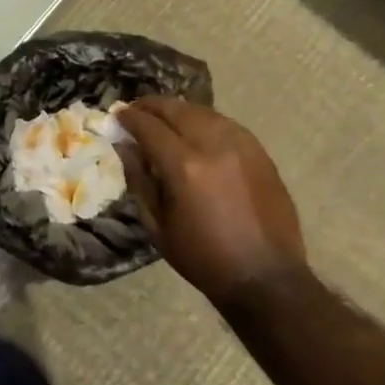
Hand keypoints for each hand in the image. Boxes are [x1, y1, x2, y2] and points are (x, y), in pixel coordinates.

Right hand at [116, 98, 308, 306]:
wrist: (266, 277)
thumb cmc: (204, 258)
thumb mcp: (158, 226)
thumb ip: (139, 180)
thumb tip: (125, 147)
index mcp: (184, 167)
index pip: (149, 126)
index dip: (130, 117)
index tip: (117, 115)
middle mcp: (213, 145)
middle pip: (176, 110)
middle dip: (152, 106)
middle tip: (137, 110)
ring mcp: (241, 145)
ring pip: (202, 111)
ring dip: (178, 110)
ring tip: (164, 118)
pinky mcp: (259, 151)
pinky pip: (224, 123)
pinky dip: (204, 120)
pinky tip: (195, 130)